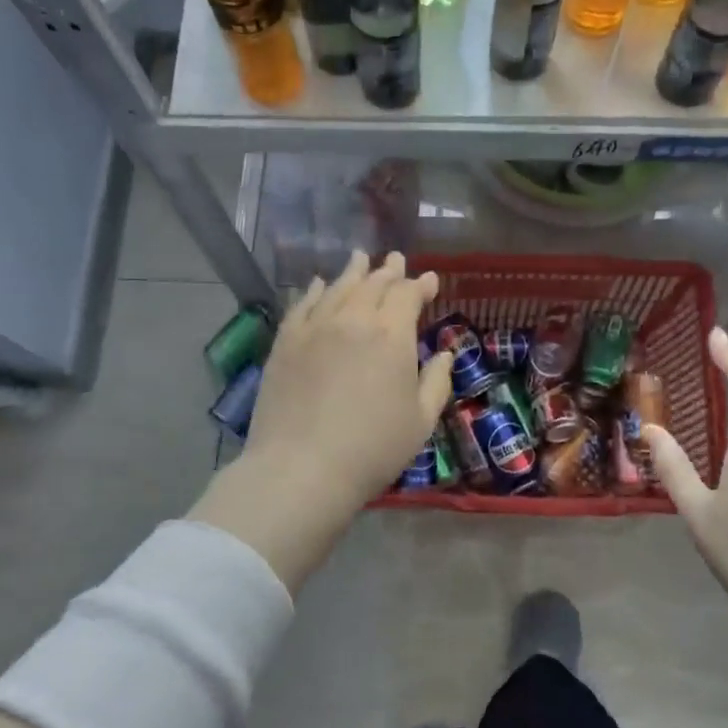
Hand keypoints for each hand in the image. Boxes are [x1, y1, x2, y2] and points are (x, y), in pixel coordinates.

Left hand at [190, 251, 452, 590]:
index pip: (408, 295)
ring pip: (337, 288)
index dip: (421, 285)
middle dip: (388, 270)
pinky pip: (302, 305)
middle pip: (373, 284)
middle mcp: (353, 320)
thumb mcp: (420, 421)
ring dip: (353, 272)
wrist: (301, 468)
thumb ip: (436, 381)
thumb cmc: (372, 449)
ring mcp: (314, 328)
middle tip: (395, 260)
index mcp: (391, 335)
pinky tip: (317, 284)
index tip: (430, 280)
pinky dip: (314, 290)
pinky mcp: (285, 342)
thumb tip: (443, 353)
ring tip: (360, 259)